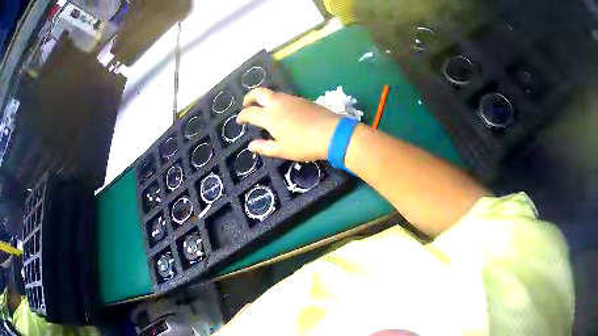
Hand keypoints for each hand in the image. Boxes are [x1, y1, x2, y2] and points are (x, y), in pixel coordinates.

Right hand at [237, 88, 339, 160]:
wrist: (332, 133)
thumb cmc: (304, 144)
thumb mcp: (282, 150)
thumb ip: (264, 147)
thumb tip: (250, 146)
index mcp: (270, 116)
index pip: (250, 112)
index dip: (242, 116)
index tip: (239, 120)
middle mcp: (278, 103)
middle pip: (259, 93)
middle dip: (249, 97)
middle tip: (246, 104)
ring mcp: (291, 99)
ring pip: (272, 93)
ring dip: (263, 98)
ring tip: (262, 107)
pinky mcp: (302, 99)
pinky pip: (284, 96)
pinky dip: (276, 100)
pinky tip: (281, 109)